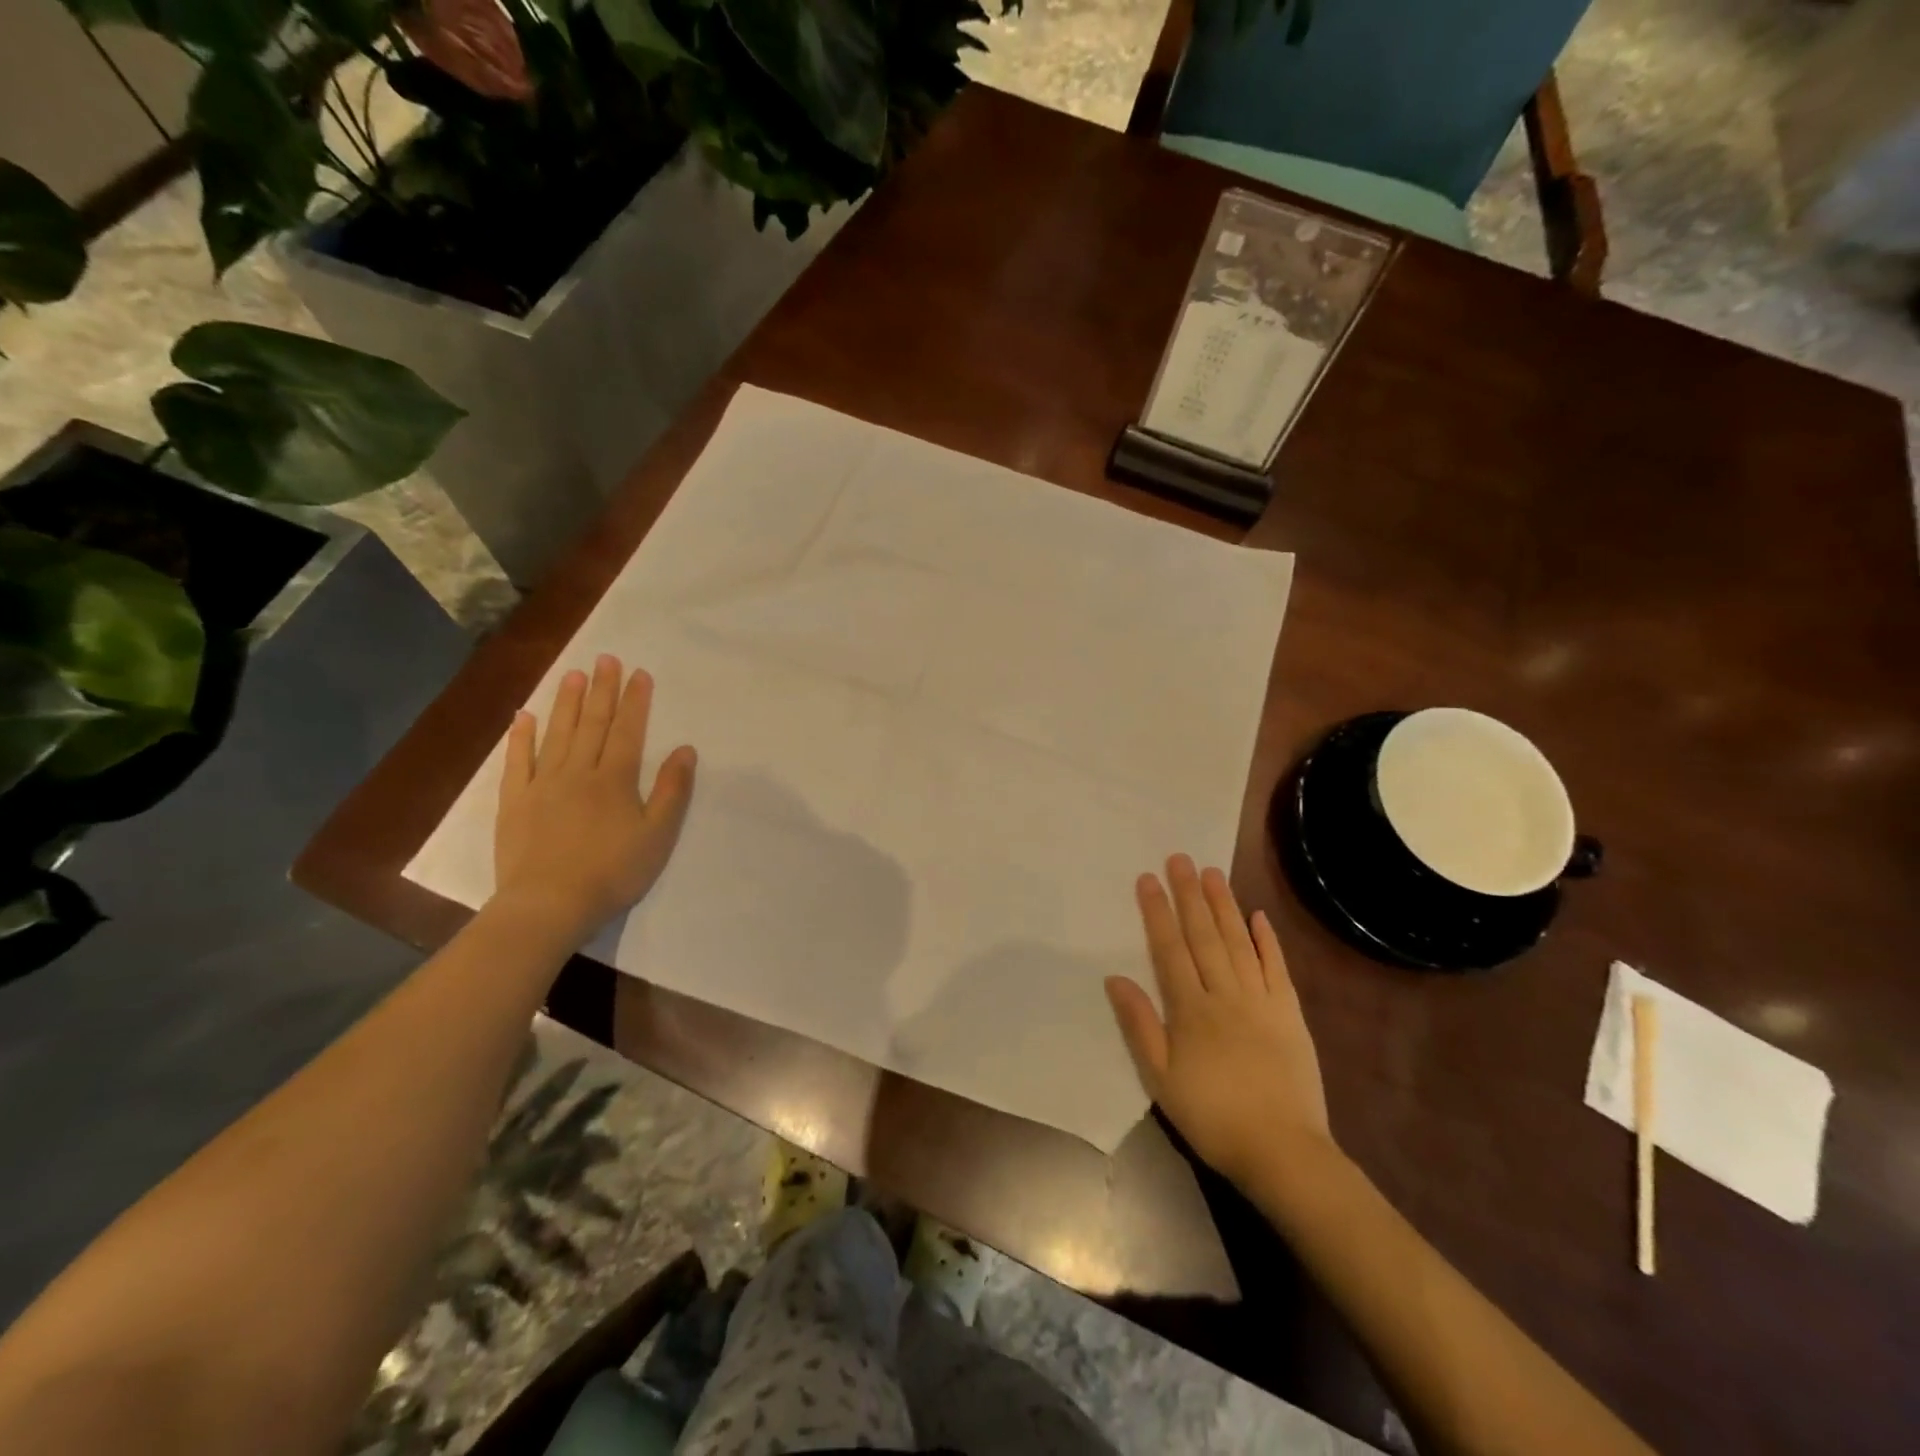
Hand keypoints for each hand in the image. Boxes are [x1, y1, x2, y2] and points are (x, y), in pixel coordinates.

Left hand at [493, 654, 696, 940]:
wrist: (549, 905)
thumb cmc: (613, 872)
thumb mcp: (658, 835)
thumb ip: (672, 791)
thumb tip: (686, 750)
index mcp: (615, 780)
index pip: (627, 731)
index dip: (635, 701)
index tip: (638, 673)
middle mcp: (578, 772)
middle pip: (592, 724)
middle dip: (601, 690)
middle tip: (606, 659)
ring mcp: (542, 785)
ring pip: (557, 734)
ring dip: (566, 703)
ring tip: (572, 674)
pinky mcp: (515, 802)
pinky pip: (518, 761)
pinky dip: (521, 737)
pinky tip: (525, 717)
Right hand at [1105, 855, 1331, 1184]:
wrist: (1282, 1150)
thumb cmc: (1211, 1116)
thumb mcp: (1161, 1078)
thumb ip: (1139, 1025)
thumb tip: (1115, 978)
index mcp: (1190, 1009)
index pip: (1170, 949)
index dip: (1157, 913)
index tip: (1148, 879)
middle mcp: (1225, 994)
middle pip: (1204, 936)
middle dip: (1189, 895)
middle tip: (1180, 858)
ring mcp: (1261, 1001)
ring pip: (1239, 942)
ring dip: (1224, 906)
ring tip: (1212, 873)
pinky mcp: (1290, 1013)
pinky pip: (1277, 968)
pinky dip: (1268, 940)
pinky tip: (1258, 916)